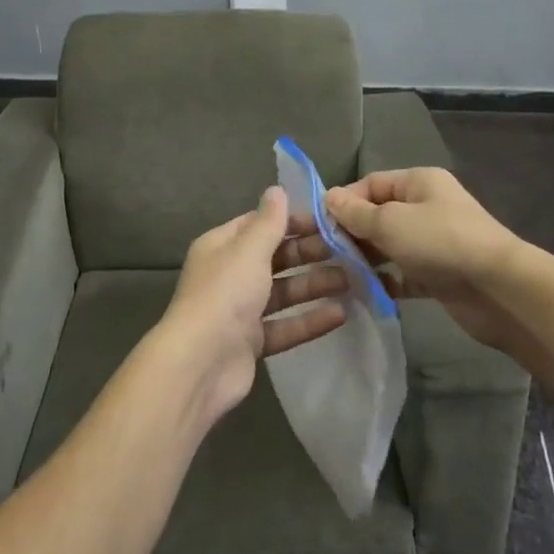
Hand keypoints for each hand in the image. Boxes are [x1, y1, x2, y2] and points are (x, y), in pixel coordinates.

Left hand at [157, 186, 349, 426]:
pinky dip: (310, 319)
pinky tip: (341, 315)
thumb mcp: (249, 250)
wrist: (201, 364)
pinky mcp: (251, 343)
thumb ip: (269, 222)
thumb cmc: (225, 294)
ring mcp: (240, 311)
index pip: (259, 225)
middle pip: (275, 258)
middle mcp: (230, 275)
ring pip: (283, 292)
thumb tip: (277, 189)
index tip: (328, 221)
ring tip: (353, 280)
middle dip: (309, 253)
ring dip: (315, 285)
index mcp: (222, 247)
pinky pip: (285, 326)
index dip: (292, 221)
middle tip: (349, 251)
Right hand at [309, 167, 526, 355]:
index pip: (371, 184)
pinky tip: (362, 291)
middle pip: (379, 215)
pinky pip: (403, 273)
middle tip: (324, 253)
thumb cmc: (440, 242)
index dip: (344, 201)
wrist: (498, 289)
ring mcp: (434, 242)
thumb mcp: (390, 222)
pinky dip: (385, 280)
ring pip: (390, 246)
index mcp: (419, 182)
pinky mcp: (439, 275)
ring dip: (366, 258)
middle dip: (352, 232)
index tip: (319, 225)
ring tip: (337, 273)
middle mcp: (427, 207)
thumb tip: (328, 197)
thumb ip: (356, 212)